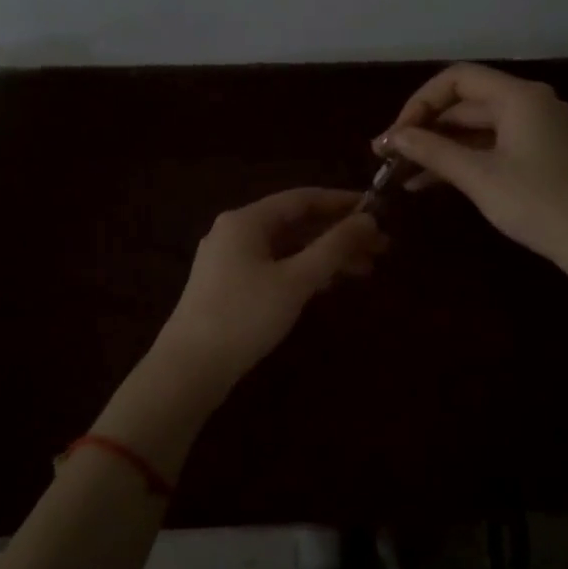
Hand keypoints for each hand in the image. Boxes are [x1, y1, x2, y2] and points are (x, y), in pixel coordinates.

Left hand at [150, 187, 388, 392]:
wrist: (188, 369)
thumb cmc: (244, 317)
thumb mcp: (296, 280)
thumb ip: (334, 247)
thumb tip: (369, 218)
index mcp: (247, 220)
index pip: (302, 199)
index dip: (342, 203)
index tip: (377, 211)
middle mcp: (235, 231)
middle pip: (296, 223)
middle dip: (338, 234)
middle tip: (379, 248)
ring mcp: (229, 259)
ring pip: (287, 247)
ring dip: (324, 255)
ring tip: (364, 270)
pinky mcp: (228, 286)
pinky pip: (275, 266)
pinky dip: (303, 271)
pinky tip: (328, 286)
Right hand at [376, 63, 567, 291]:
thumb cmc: (538, 204)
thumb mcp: (480, 177)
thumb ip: (433, 151)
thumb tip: (394, 137)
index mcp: (519, 96)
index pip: (457, 79)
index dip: (420, 101)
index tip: (396, 134)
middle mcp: (528, 102)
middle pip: (464, 102)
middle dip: (425, 128)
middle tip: (388, 156)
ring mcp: (534, 128)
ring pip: (474, 127)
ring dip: (439, 147)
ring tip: (400, 173)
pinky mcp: (536, 153)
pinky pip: (489, 145)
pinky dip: (461, 159)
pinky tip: (428, 182)